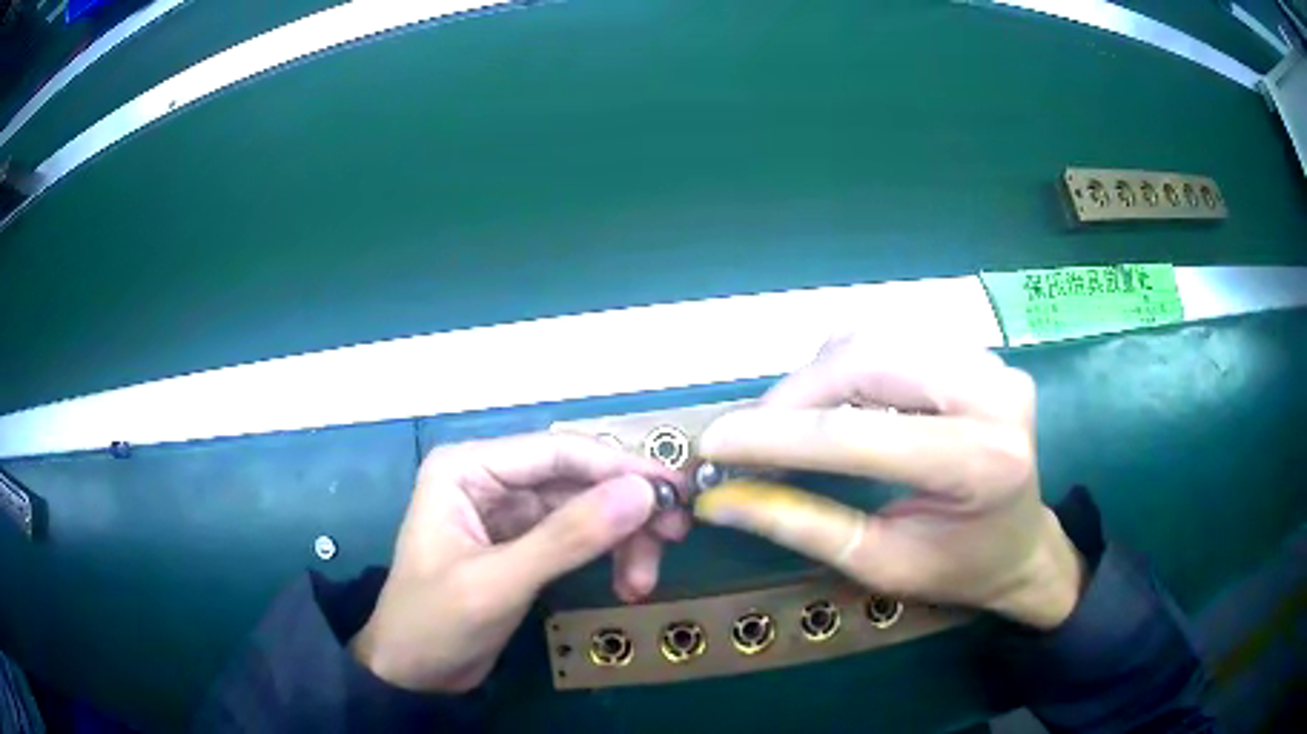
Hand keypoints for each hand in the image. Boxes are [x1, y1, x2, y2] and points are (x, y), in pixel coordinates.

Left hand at [350, 434, 687, 691]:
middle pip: (578, 479)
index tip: (675, 492)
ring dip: (623, 541)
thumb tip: (644, 493)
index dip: (621, 468)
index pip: (558, 452)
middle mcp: (491, 479)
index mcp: (469, 468)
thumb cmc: (434, 622)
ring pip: (586, 509)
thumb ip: (568, 538)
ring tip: (643, 582)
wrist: (413, 674)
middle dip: (626, 511)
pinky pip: (579, 538)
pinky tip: (627, 583)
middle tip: (676, 537)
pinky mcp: (524, 545)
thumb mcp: (498, 582)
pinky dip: (608, 557)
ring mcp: (509, 513)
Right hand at [693, 338, 1083, 628]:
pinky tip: (837, 399)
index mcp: (979, 463)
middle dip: (795, 395)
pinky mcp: (981, 353)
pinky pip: (895, 337)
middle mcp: (994, 393)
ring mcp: (992, 363)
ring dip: (819, 375)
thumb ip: (801, 525)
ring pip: (877, 338)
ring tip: (792, 420)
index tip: (713, 442)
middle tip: (751, 433)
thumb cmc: (957, 568)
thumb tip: (718, 499)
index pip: (859, 436)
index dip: (776, 437)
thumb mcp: (879, 563)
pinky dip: (850, 362)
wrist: (1021, 545)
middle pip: (868, 362)